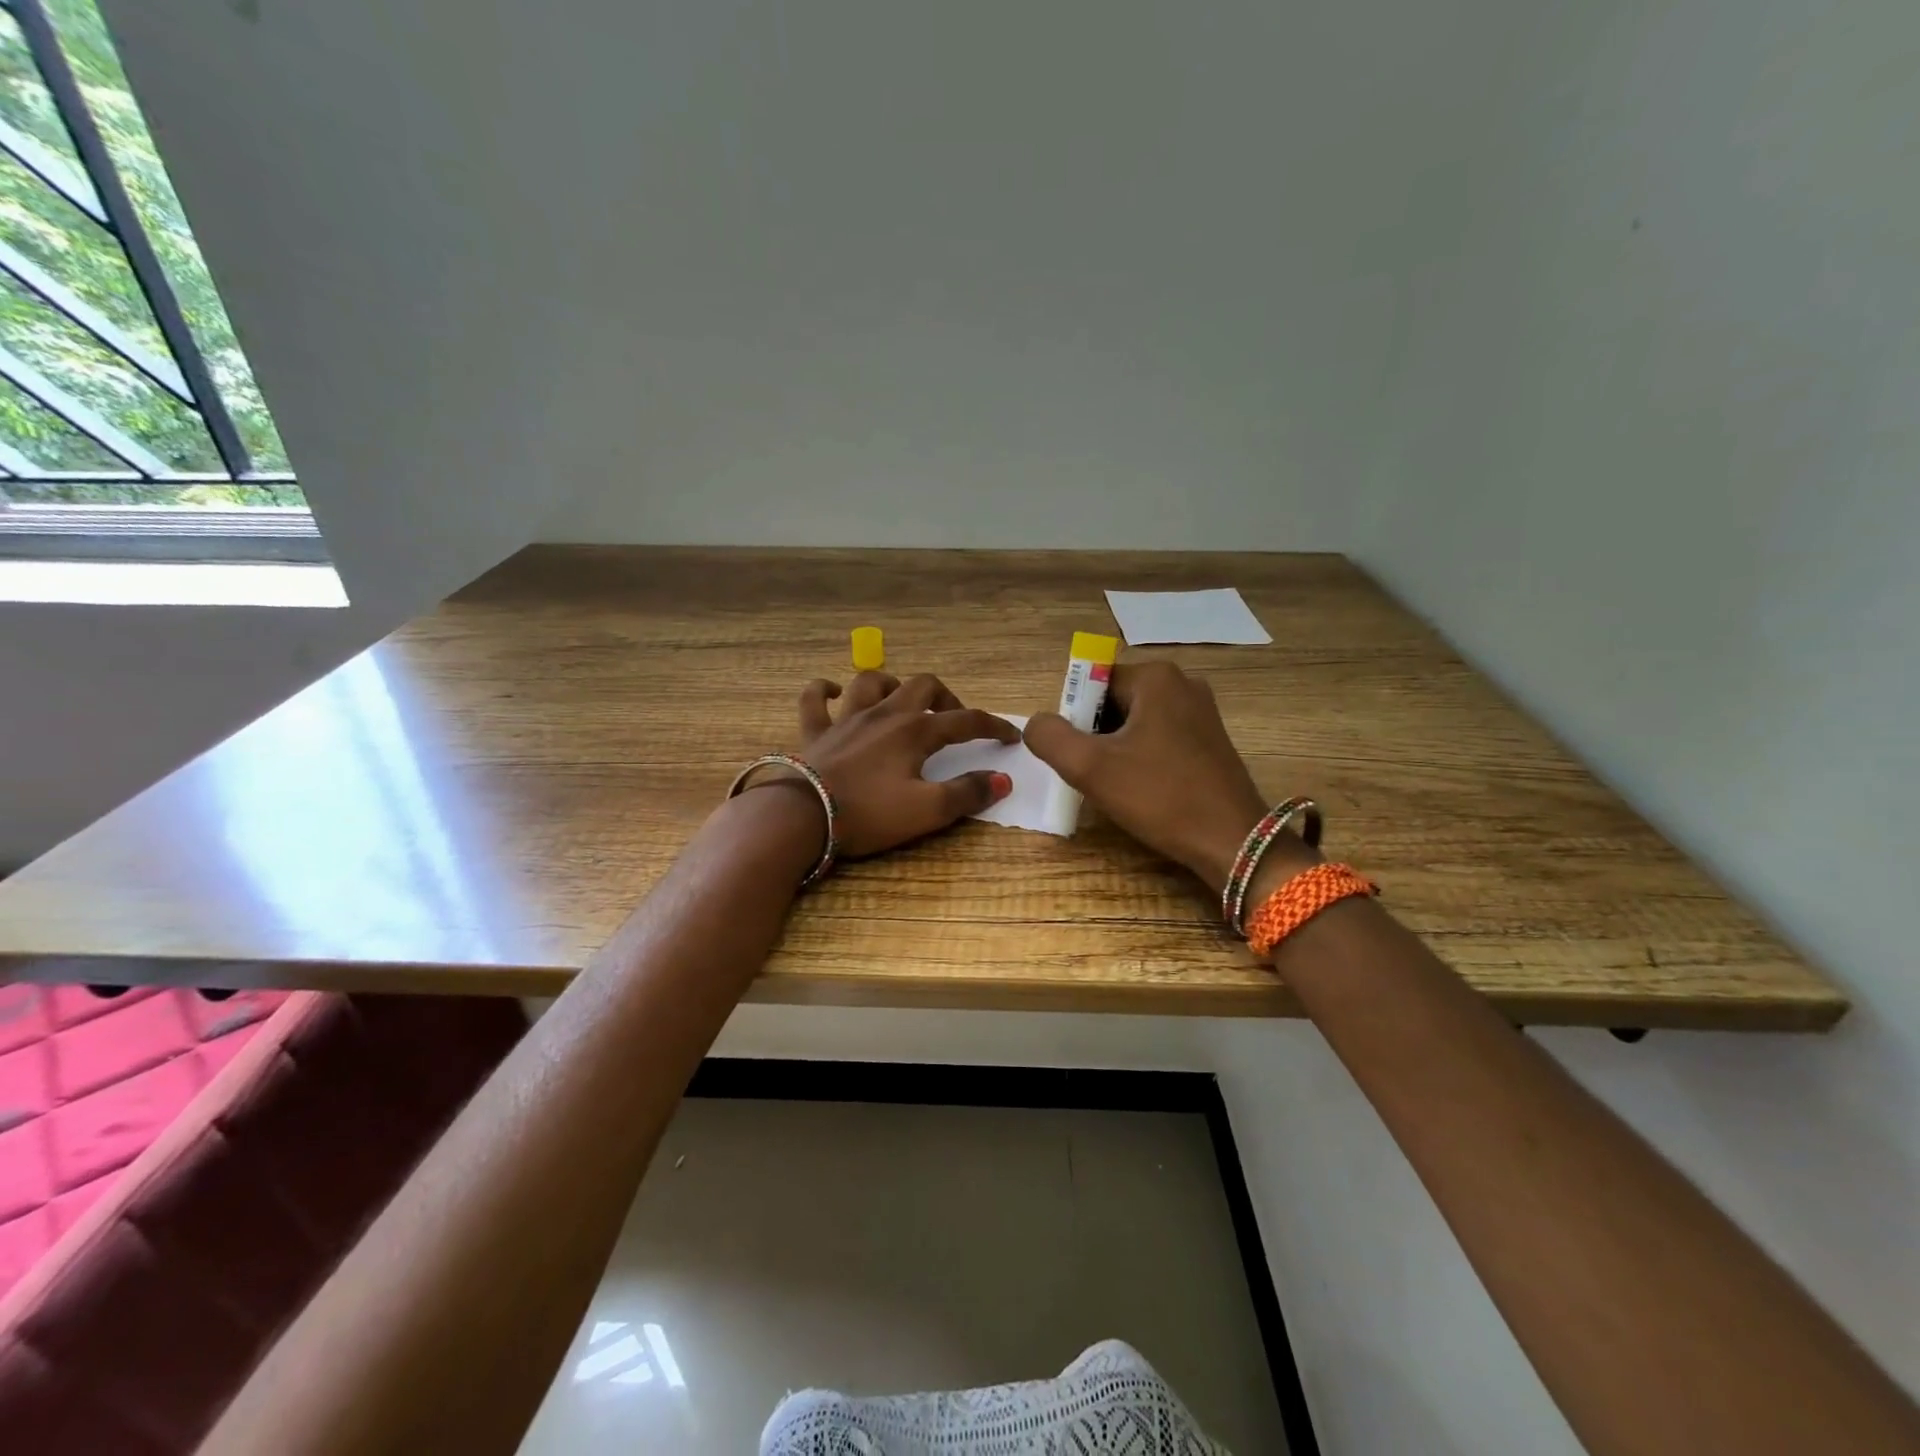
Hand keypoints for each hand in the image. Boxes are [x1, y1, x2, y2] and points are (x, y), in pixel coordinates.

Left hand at [782, 671, 1019, 858]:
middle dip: (946, 697)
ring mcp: (846, 719)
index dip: (992, 726)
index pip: (965, 721)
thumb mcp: (927, 811)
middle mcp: (884, 714)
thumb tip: (1002, 779)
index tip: (1010, 736)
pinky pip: (814, 699)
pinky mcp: (815, 732)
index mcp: (915, 731)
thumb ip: (967, 793)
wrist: (802, 817)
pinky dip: (824, 691)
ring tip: (901, 702)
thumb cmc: (869, 813)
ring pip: (872, 682)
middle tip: (953, 720)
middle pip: (922, 686)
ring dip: (892, 686)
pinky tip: (833, 693)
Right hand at [1025, 661, 1306, 893]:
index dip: (1073, 717)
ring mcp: (1201, 711)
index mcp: (1156, 677)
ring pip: (1135, 721)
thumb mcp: (1090, 768)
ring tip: (1117, 784)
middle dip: (1094, 734)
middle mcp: (1182, 683)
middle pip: (1113, 700)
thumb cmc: (1160, 797)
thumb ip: (1050, 737)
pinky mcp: (1210, 739)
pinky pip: (1158, 736)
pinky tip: (1142, 788)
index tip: (1078, 754)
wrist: (1232, 841)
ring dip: (1115, 748)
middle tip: (1094, 773)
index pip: (1091, 681)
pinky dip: (1141, 756)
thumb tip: (1036, 723)